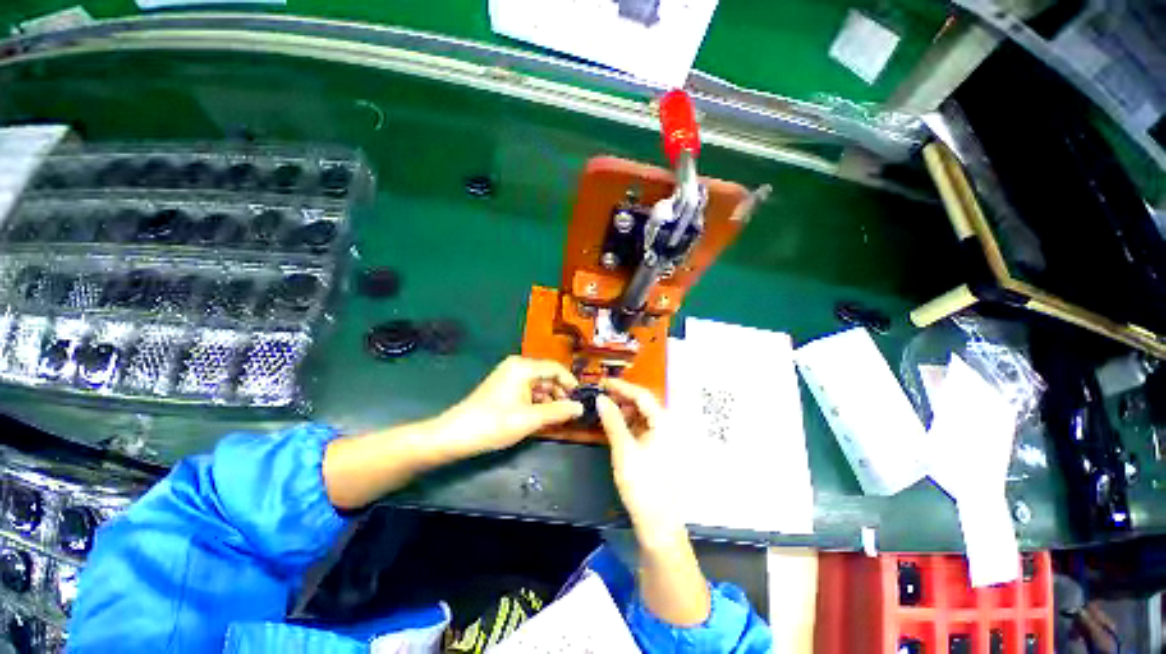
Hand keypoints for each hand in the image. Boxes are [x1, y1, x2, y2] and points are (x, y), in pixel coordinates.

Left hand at [437, 356, 583, 457]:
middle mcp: (517, 366)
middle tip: (569, 412)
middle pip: (547, 375)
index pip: (556, 368)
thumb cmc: (494, 424)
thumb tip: (581, 407)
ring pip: (538, 384)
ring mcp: (509, 376)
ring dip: (549, 399)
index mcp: (523, 367)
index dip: (571, 383)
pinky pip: (528, 390)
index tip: (580, 400)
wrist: (455, 435)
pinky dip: (537, 401)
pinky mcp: (504, 387)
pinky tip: (541, 416)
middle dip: (560, 393)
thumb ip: (558, 412)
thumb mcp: (530, 419)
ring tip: (556, 417)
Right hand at [596, 378, 686, 548]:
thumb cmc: (642, 484)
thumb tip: (601, 398)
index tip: (603, 382)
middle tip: (601, 396)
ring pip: (642, 416)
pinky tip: (615, 426)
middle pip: (643, 404)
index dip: (622, 386)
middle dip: (622, 398)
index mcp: (663, 423)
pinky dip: (628, 424)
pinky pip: (642, 428)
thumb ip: (612, 421)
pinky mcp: (658, 449)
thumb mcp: (624, 449)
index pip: (641, 395)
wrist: (658, 523)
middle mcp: (666, 426)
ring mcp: (663, 438)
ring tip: (605, 410)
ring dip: (624, 411)